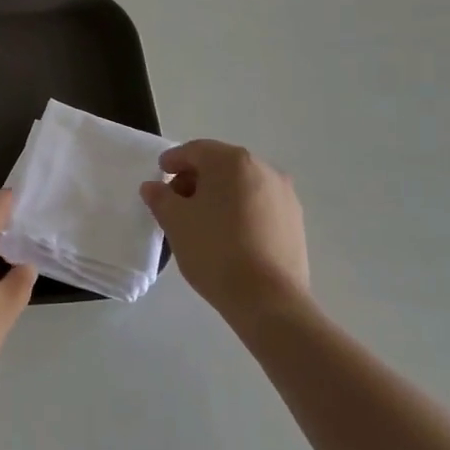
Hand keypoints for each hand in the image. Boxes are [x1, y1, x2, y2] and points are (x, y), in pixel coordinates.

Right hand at [140, 140, 308, 323]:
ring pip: (242, 184)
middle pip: (221, 165)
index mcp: (232, 161)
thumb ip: (160, 198)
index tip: (160, 174)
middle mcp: (263, 168)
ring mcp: (284, 194)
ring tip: (203, 221)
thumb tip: (153, 187)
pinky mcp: (295, 220)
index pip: (195, 150)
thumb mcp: (175, 222)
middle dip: (196, 178)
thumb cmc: (215, 251)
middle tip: (177, 202)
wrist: (269, 300)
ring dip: (220, 195)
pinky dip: (241, 210)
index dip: (174, 160)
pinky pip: (260, 204)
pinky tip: (229, 235)